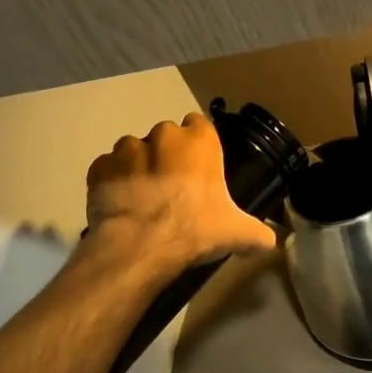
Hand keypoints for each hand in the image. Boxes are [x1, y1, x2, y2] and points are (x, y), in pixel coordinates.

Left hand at [85, 114, 276, 274]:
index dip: (198, 146)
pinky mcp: (99, 168)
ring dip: (138, 167)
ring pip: (133, 151)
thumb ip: (259, 233)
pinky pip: (108, 170)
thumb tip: (271, 241)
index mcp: (199, 141)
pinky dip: (112, 183)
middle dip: (167, 156)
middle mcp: (162, 135)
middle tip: (172, 189)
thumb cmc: (195, 229)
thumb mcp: (237, 233)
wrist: (140, 246)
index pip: (199, 125)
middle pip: (166, 137)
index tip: (199, 169)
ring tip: (143, 198)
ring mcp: (126, 149)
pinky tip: (120, 206)